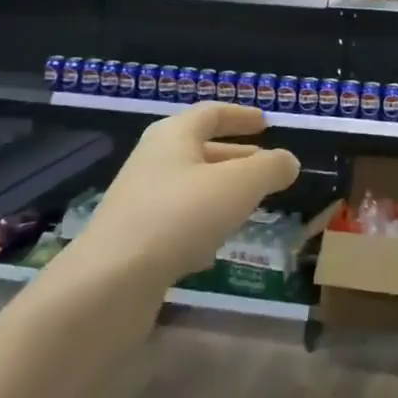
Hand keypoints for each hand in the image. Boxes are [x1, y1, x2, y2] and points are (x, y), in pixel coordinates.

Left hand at [50, 103, 298, 294]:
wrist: (109, 283)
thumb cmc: (180, 216)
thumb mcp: (240, 184)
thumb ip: (270, 168)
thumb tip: (288, 161)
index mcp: (174, 135)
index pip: (212, 113)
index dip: (241, 116)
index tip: (266, 122)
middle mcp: (154, 161)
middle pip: (201, 150)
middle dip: (237, 157)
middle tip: (267, 168)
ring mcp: (141, 202)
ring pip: (191, 188)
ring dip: (222, 193)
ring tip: (252, 206)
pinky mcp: (135, 241)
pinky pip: (178, 222)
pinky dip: (203, 225)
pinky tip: (218, 246)